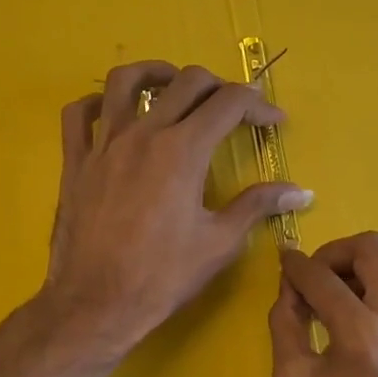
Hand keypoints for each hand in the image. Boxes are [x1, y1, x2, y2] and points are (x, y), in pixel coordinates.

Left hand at [45, 61, 311, 352]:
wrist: (96, 303)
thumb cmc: (162, 276)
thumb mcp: (220, 242)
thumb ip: (258, 206)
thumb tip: (301, 192)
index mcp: (183, 150)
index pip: (229, 103)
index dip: (258, 105)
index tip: (274, 121)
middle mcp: (144, 134)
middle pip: (186, 82)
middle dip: (219, 86)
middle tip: (234, 108)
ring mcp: (104, 144)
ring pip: (126, 81)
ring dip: (157, 73)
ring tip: (174, 86)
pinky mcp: (76, 162)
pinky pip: (79, 114)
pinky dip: (98, 102)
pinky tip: (115, 113)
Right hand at [269, 232, 377, 376]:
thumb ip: (286, 321)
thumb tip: (291, 286)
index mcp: (364, 336)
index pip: (324, 278)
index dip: (297, 266)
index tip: (283, 263)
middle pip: (374, 248)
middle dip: (336, 253)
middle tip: (313, 279)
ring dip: (358, 270)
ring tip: (332, 300)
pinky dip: (376, 292)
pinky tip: (354, 321)